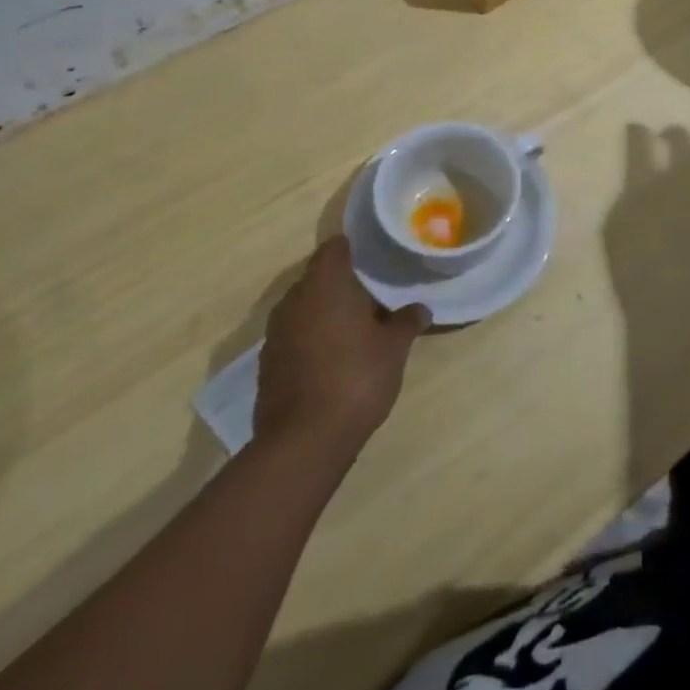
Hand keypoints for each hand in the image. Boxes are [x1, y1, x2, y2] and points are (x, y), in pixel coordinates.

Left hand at [253, 237, 429, 456]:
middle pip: (317, 278)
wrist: (303, 443)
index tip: (372, 254)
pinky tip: (334, 357)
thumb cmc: (355, 379)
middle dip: (341, 282)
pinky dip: (312, 338)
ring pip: (304, 308)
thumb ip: (406, 322)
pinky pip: (294, 336)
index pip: (333, 248)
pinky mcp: (269, 365)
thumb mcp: (394, 348)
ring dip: (325, 311)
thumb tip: (420, 308)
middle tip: (372, 292)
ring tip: (356, 325)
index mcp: (324, 286)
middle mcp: (293, 302)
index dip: (352, 247)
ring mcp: (276, 335)